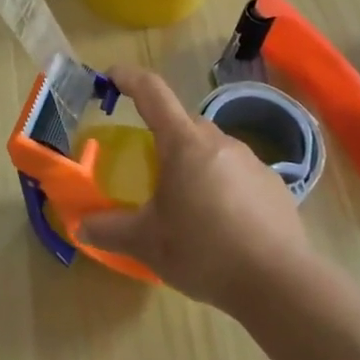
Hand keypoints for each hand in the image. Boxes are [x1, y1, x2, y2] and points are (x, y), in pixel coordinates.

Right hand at [81, 65, 320, 312]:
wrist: (279, 284)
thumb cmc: (203, 251)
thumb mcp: (147, 243)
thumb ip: (110, 231)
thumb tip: (81, 227)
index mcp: (184, 144)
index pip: (152, 92)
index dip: (129, 78)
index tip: (111, 75)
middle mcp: (220, 142)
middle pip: (184, 123)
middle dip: (163, 134)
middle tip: (148, 163)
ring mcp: (252, 162)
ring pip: (213, 148)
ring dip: (194, 163)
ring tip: (185, 201)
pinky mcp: (275, 186)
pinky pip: (238, 173)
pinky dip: (223, 185)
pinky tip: (221, 221)